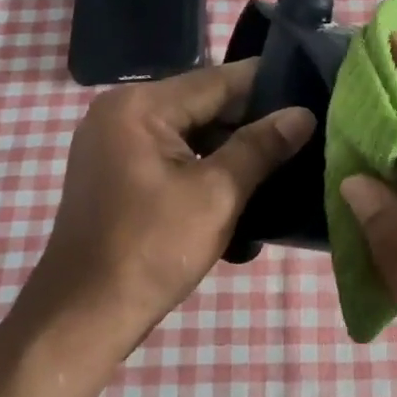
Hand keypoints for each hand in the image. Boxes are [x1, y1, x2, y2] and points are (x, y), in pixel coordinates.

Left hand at [24, 61, 314, 370]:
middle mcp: (121, 112)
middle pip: (204, 106)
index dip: (269, 87)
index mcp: (139, 106)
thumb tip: (303, 115)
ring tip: (282, 164)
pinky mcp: (116, 173)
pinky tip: (242, 189)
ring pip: (191, 134)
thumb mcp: (217, 194)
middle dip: (252, 125)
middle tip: (304, 136)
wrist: (83, 316)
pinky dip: (205, 169)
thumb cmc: (151, 249)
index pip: (219, 81)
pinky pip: (172, 157)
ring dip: (231, 152)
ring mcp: (114, 144)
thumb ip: (260, 147)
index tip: (313, 93)